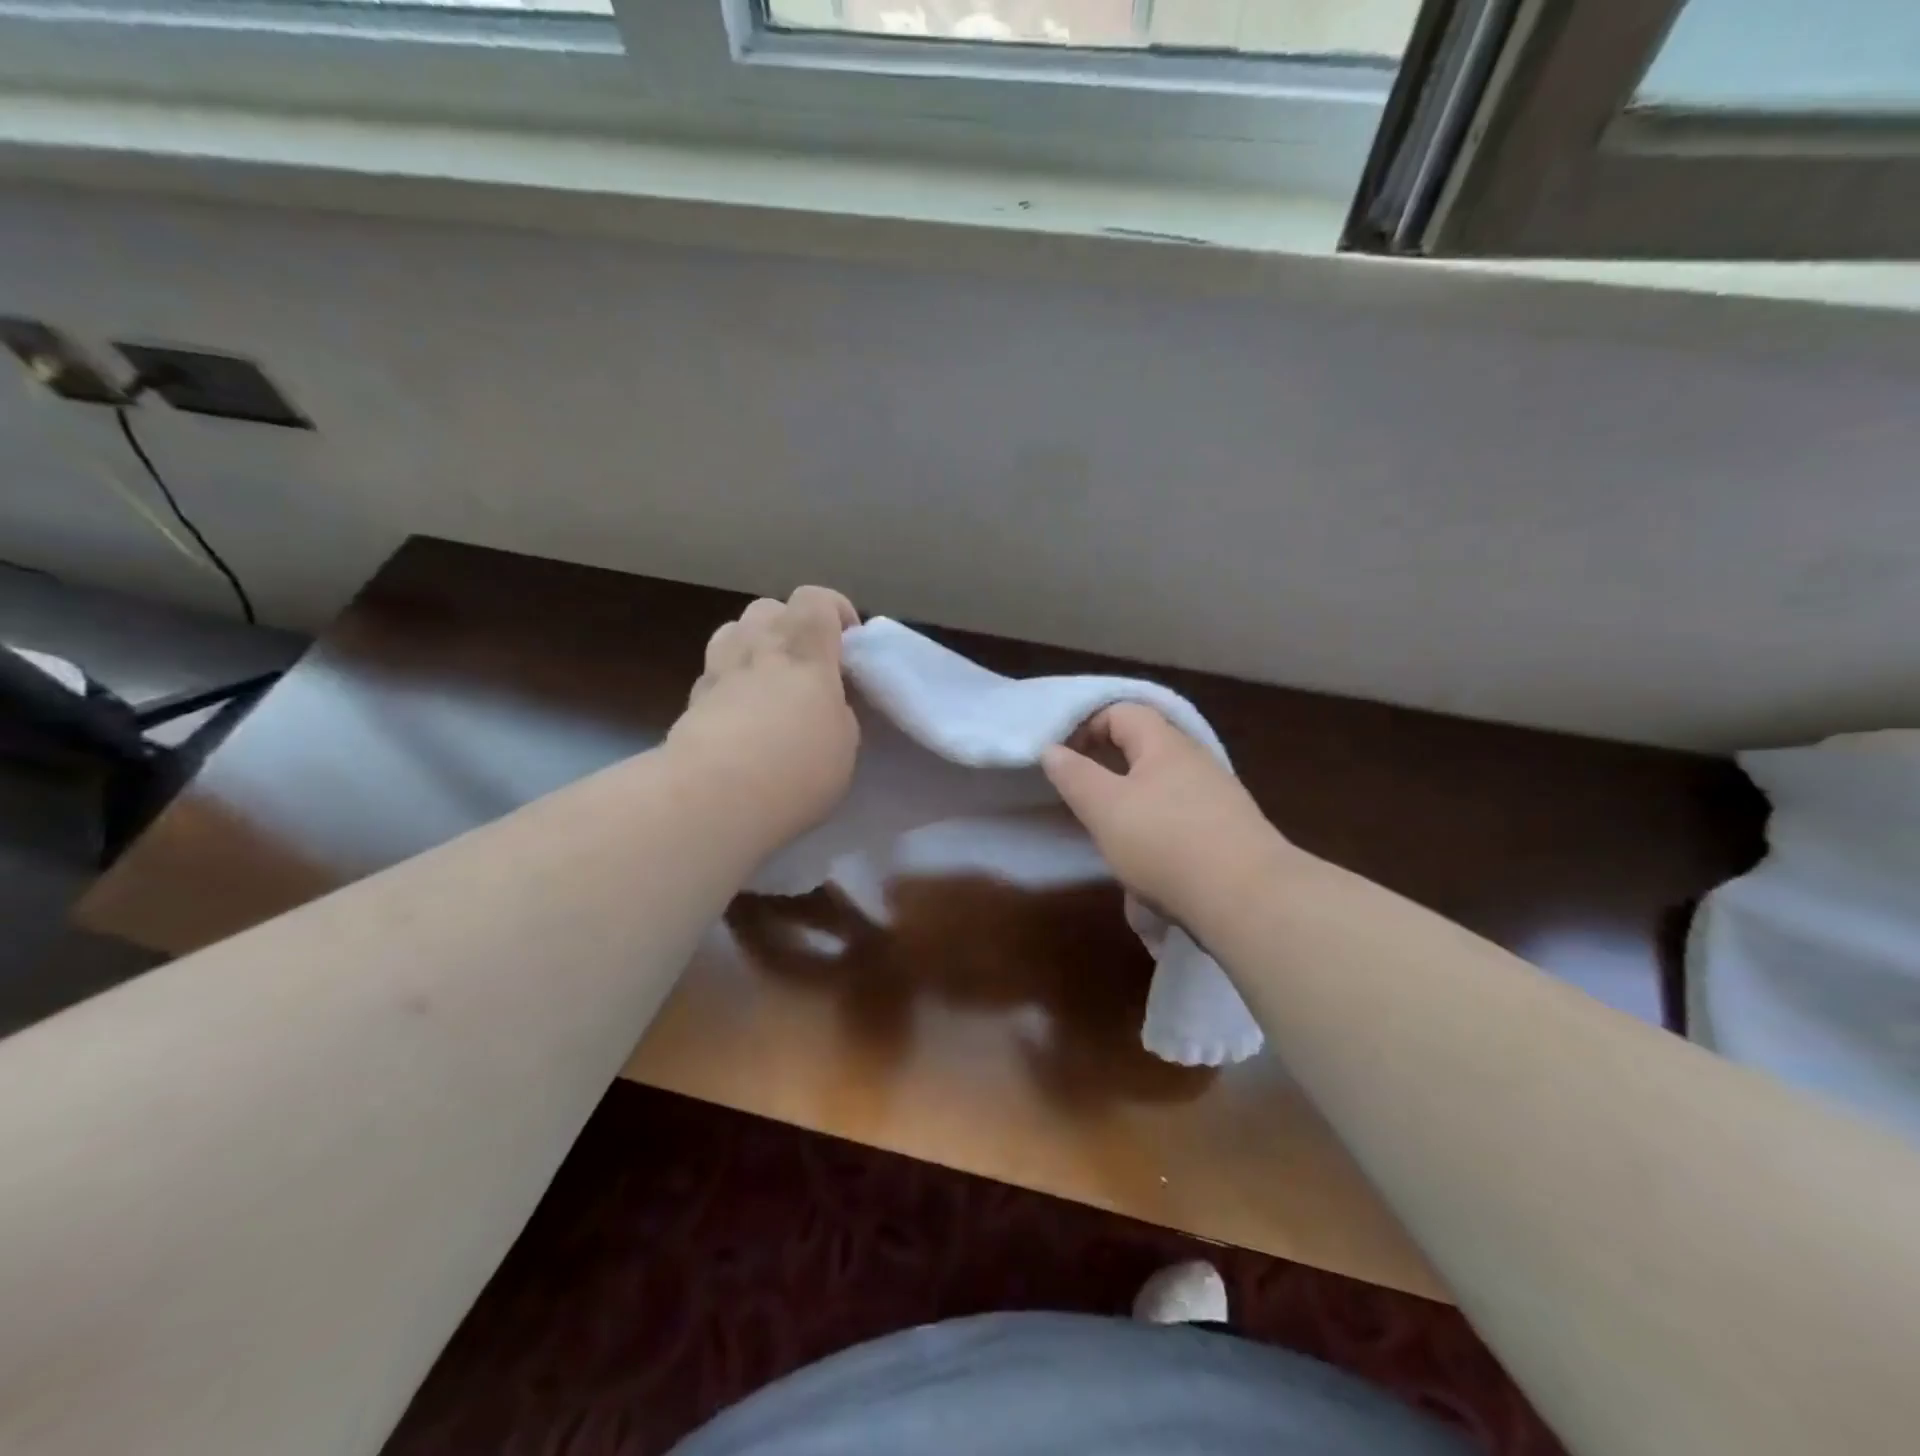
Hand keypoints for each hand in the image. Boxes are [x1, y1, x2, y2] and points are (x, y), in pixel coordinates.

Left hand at [668, 586, 860, 852]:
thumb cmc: (797, 768)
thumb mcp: (845, 742)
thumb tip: (825, 704)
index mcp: (804, 650)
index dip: (835, 611)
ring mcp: (718, 672)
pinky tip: (740, 717)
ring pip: (733, 633)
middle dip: (790, 626)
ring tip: (768, 683)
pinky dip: (730, 684)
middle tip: (806, 665)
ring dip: (753, 646)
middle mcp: (757, 647)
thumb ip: (838, 710)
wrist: (714, 798)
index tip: (848, 643)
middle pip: (768, 608)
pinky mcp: (690, 702)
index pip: (817, 599)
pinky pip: (714, 675)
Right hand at [1040, 703, 1290, 926]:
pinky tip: (1150, 858)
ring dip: (1132, 799)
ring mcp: (1218, 795)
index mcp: (1164, 743)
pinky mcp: (1229, 830)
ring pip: (1162, 783)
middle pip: (1143, 746)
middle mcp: (1195, 760)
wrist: (1248, 899)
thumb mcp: (1104, 808)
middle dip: (1108, 765)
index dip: (1086, 727)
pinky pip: (1182, 814)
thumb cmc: (1165, 843)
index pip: (1121, 712)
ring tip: (1112, 831)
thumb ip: (1074, 775)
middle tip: (1082, 795)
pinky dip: (1158, 825)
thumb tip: (1052, 750)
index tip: (1063, 761)